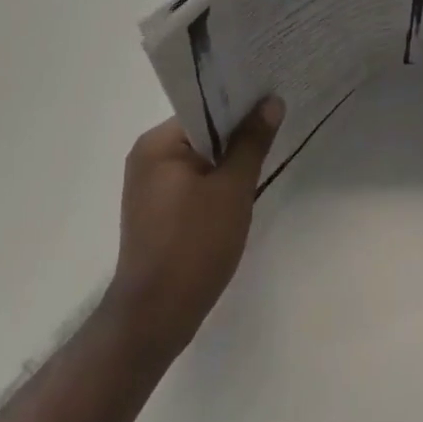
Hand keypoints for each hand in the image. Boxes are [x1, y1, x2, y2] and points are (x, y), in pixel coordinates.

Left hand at [103, 99, 283, 359]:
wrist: (153, 320)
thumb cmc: (194, 246)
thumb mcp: (233, 189)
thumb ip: (252, 141)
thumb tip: (271, 102)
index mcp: (158, 143)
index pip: (204, 109)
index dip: (239, 104)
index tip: (271, 101)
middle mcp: (147, 157)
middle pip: (201, 132)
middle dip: (236, 134)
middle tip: (275, 127)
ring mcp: (148, 187)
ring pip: (198, 159)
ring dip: (226, 161)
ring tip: (263, 157)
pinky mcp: (154, 213)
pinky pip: (190, 182)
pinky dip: (213, 183)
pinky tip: (238, 192)